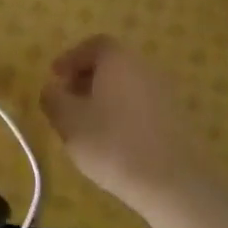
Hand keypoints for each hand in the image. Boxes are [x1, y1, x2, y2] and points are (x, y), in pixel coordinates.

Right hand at [41, 35, 194, 212]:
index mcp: (118, 59)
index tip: (55, 78)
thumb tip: (52, 89)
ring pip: (126, 85)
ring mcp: (164, 92)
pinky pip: (141, 104)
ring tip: (87, 125)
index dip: (70, 59)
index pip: (92, 45)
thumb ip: (53, 99)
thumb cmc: (112, 143)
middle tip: (67, 101)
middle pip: (111, 64)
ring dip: (104, 97)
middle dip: (86, 78)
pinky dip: (123, 113)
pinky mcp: (176, 117)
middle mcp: (144, 67)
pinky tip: (113, 140)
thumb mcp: (68, 121)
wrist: (172, 181)